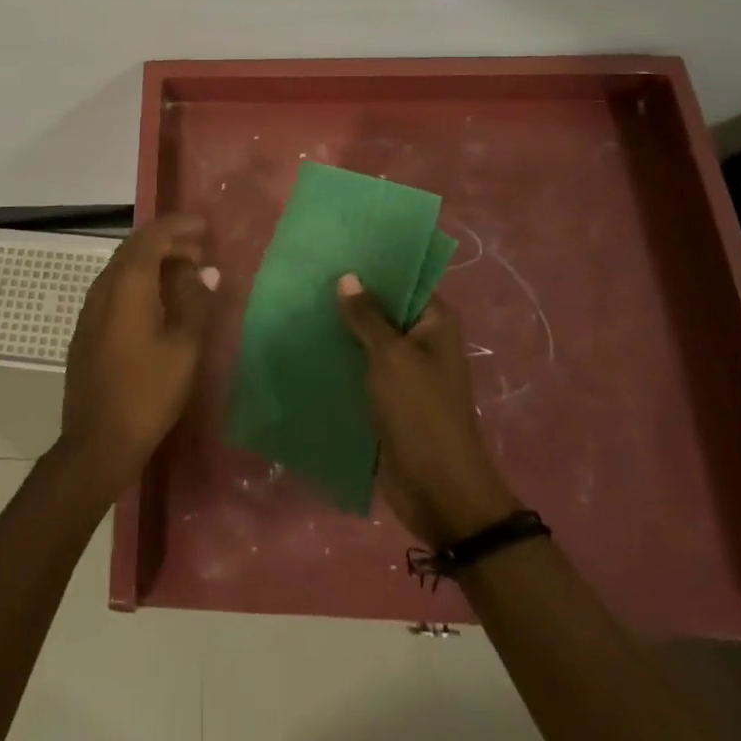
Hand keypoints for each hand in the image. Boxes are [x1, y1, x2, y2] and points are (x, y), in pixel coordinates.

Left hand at [57, 216, 218, 498]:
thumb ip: (194, 301)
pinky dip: (141, 283)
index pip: (152, 236)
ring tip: (186, 274)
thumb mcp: (184, 346)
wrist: (96, 443)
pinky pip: (116, 289)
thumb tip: (203, 271)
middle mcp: (103, 287)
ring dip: (154, 263)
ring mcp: (90, 309)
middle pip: (135, 248)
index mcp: (127, 283)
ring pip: (124, 269)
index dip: (178, 226)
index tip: (204, 226)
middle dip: (168, 242)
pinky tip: (160, 303)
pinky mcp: (87, 329)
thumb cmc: (147, 392)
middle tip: (200, 250)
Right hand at [336, 274, 519, 545]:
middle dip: (352, 296)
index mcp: (436, 323)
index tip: (338, 250)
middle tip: (311, 274)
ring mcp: (405, 371)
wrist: (438, 490)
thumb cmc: (420, 412)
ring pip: (370, 339)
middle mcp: (423, 341)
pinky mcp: (388, 398)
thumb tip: (347, 277)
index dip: (374, 266)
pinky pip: (362, 368)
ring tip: (303, 304)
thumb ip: (367, 316)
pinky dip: (341, 358)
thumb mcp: (391, 357)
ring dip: (343, 328)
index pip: (404, 280)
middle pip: (384, 309)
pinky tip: (309, 344)